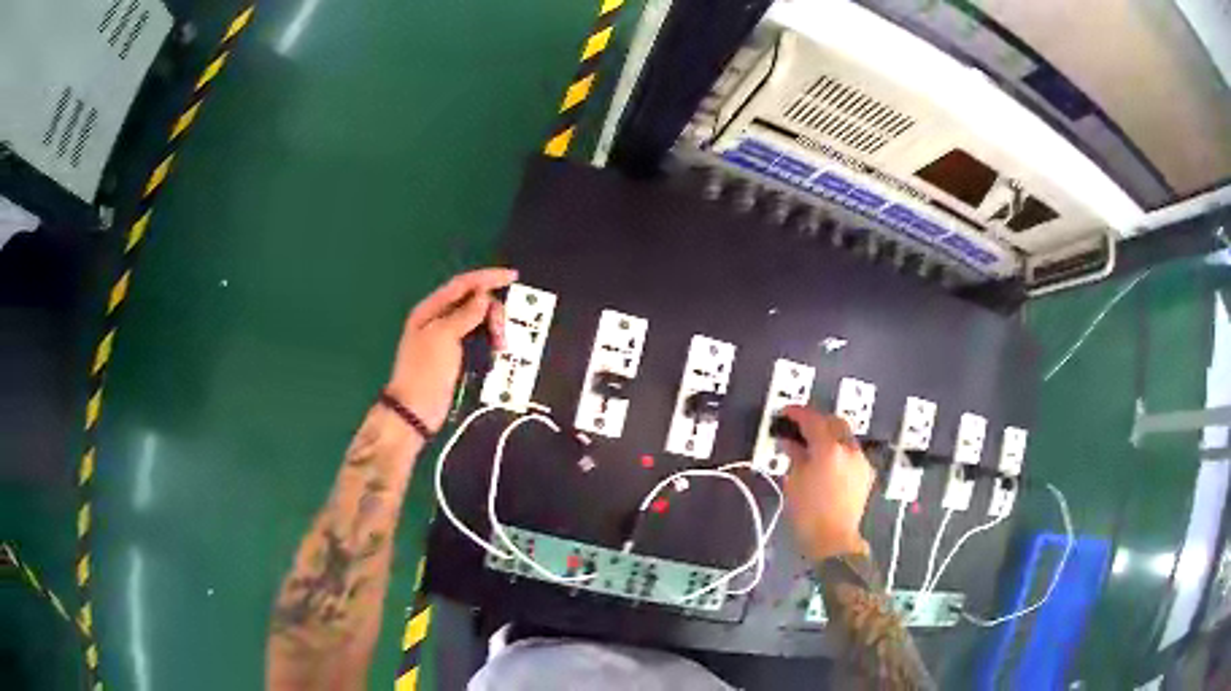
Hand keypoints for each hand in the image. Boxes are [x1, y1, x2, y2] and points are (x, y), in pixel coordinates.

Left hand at [386, 268, 517, 431]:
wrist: (416, 409)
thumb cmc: (426, 371)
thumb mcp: (443, 337)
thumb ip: (464, 314)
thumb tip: (484, 296)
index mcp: (430, 309)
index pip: (463, 284)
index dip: (488, 277)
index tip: (513, 276)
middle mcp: (438, 319)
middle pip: (473, 302)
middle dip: (492, 311)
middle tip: (500, 332)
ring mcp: (447, 338)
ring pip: (477, 321)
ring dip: (492, 328)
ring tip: (500, 345)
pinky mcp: (455, 355)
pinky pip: (477, 338)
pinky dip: (488, 340)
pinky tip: (495, 350)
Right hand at [781, 406, 874, 560]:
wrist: (833, 540)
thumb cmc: (808, 513)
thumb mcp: (794, 482)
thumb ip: (794, 455)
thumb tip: (791, 441)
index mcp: (829, 449)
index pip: (812, 419)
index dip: (797, 413)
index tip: (785, 413)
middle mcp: (849, 449)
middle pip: (834, 421)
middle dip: (817, 420)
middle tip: (800, 426)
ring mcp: (861, 460)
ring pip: (845, 435)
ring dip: (829, 434)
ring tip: (813, 444)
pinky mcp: (866, 473)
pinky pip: (852, 451)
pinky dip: (839, 449)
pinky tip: (828, 460)